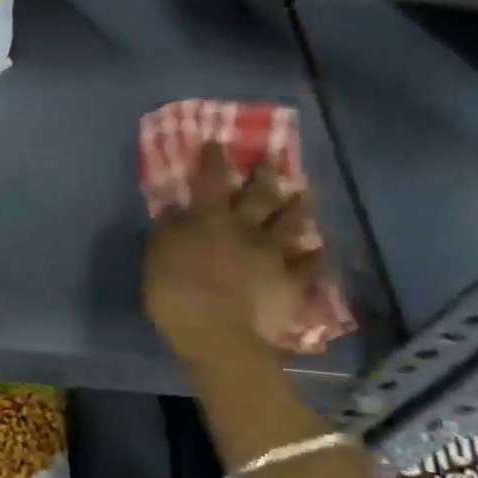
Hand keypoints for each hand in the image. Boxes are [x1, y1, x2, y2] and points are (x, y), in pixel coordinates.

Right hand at [144, 142, 328, 363]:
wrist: (217, 334)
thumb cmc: (176, 292)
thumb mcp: (158, 254)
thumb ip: (169, 228)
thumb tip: (177, 207)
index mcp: (209, 219)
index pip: (211, 181)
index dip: (215, 160)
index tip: (219, 144)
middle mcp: (245, 229)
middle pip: (258, 196)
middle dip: (264, 176)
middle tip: (271, 160)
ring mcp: (272, 255)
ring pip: (290, 224)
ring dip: (299, 207)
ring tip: (306, 193)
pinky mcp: (291, 284)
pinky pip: (308, 268)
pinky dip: (316, 258)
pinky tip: (320, 250)